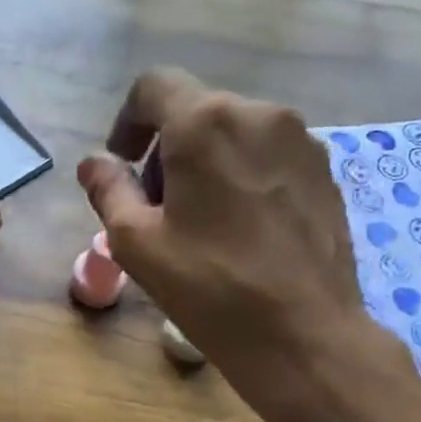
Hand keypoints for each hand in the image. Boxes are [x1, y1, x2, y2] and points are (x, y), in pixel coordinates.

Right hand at [78, 69, 420, 421]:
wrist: (304, 335)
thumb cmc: (210, 288)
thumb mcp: (136, 243)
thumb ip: (109, 190)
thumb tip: (95, 161)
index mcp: (206, 123)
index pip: (154, 86)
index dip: (128, 121)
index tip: (124, 165)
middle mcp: (260, 114)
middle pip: (196, 111)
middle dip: (167, 150)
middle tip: (157, 208)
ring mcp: (302, 141)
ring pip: (235, 133)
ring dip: (206, 163)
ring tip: (201, 223)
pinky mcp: (326, 172)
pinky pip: (269, 156)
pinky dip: (243, 176)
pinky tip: (242, 231)